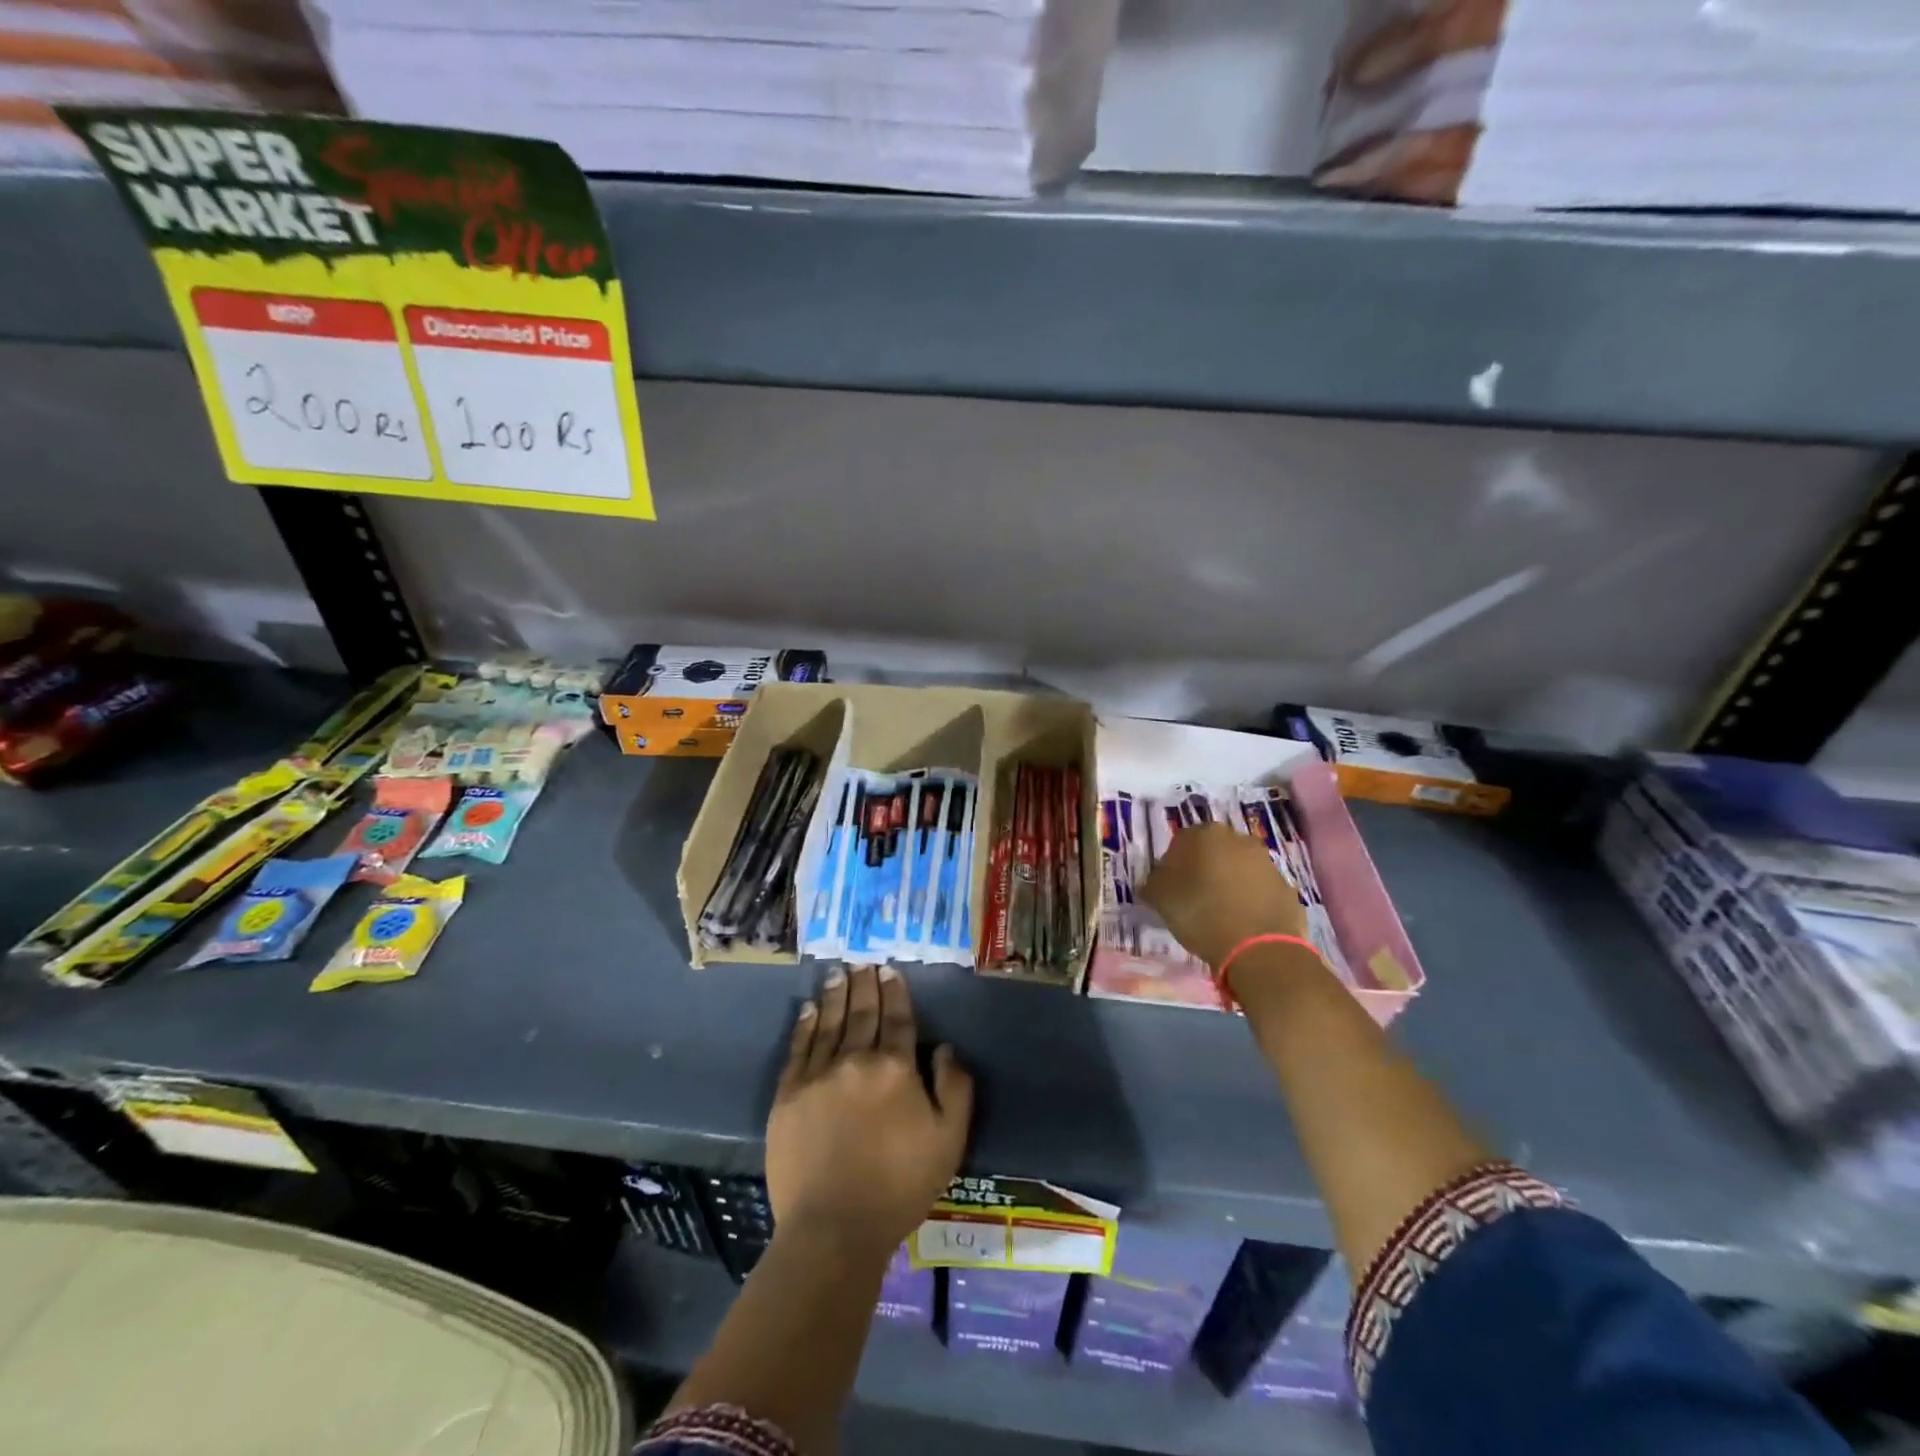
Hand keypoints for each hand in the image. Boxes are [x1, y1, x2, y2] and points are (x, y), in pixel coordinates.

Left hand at [767, 964, 973, 1256]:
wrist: (833, 1228)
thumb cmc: (899, 1186)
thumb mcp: (948, 1141)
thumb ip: (955, 1089)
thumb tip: (946, 1048)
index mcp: (896, 1069)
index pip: (898, 1019)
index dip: (895, 993)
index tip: (890, 971)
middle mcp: (856, 1060)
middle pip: (862, 1013)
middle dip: (864, 984)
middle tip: (863, 962)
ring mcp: (818, 1075)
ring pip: (830, 1023)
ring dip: (836, 995)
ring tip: (838, 972)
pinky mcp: (788, 1095)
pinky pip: (799, 1049)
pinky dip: (806, 1025)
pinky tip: (810, 1009)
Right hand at [1141, 822, 1307, 968]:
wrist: (1260, 948)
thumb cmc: (1201, 915)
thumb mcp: (1160, 900)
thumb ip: (1154, 884)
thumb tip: (1155, 882)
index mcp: (1204, 834)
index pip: (1181, 842)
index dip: (1173, 866)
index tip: (1170, 888)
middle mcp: (1238, 839)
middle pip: (1213, 851)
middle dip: (1204, 869)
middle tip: (1194, 897)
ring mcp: (1266, 862)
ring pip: (1239, 868)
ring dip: (1229, 883)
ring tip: (1219, 913)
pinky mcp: (1286, 886)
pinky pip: (1260, 889)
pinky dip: (1251, 900)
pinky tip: (1242, 923)